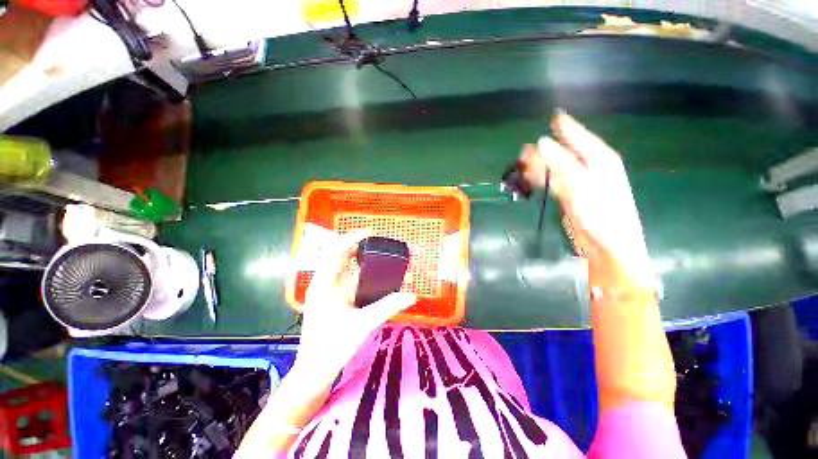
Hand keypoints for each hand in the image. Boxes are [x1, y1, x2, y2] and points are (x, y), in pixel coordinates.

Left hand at [293, 231, 415, 386]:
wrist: (314, 372)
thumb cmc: (333, 347)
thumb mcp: (363, 324)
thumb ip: (388, 306)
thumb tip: (411, 295)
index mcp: (324, 284)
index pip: (334, 251)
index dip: (351, 238)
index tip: (370, 233)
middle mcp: (324, 283)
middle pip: (340, 256)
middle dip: (359, 246)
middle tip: (380, 243)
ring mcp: (327, 292)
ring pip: (344, 268)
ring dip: (360, 259)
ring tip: (380, 254)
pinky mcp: (333, 300)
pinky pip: (347, 279)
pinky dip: (360, 273)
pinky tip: (374, 275)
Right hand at [521, 112, 652, 285]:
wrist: (607, 245)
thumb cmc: (602, 214)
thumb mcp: (582, 185)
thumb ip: (562, 164)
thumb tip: (542, 143)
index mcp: (600, 160)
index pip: (580, 137)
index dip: (567, 127)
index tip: (554, 115)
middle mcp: (590, 168)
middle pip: (565, 152)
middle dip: (545, 150)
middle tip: (524, 150)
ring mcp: (580, 183)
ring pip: (556, 167)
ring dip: (540, 165)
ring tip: (522, 164)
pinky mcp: (571, 197)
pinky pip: (553, 182)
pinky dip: (541, 179)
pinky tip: (531, 179)